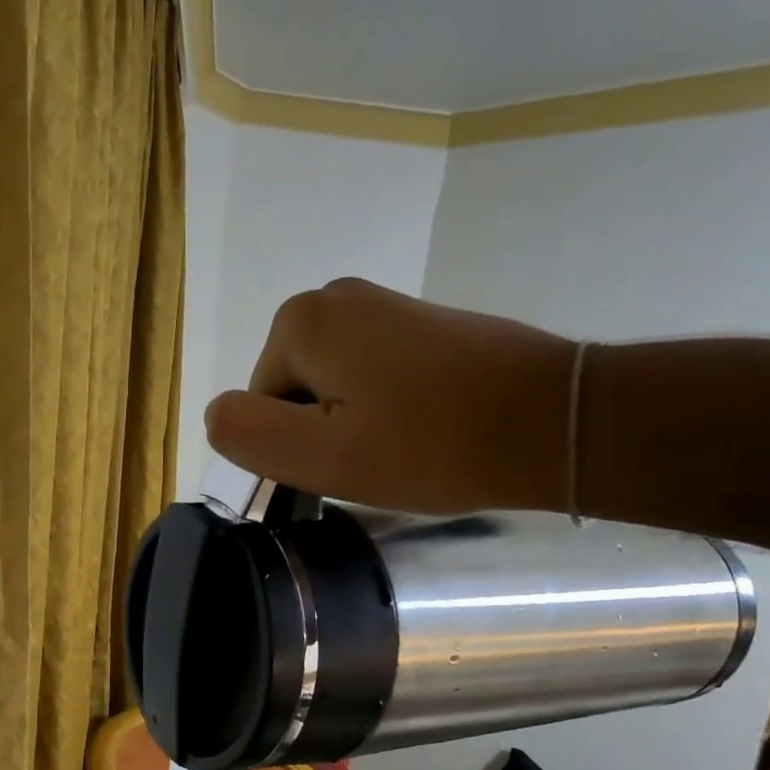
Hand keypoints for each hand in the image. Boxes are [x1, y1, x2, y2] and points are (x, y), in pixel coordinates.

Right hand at [203, 277, 578, 514]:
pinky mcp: (421, 323)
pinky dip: (385, 409)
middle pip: (292, 393)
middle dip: (321, 434)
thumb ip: (248, 435)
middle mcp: (335, 297)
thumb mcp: (322, 456)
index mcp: (301, 322)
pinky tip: (425, 430)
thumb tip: (216, 416)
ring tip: (405, 449)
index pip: (257, 407)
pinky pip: (371, 377)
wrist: (553, 421)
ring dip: (354, 425)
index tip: (341, 471)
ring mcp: (383, 305)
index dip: (291, 450)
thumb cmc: (431, 446)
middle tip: (374, 464)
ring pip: (331, 389)